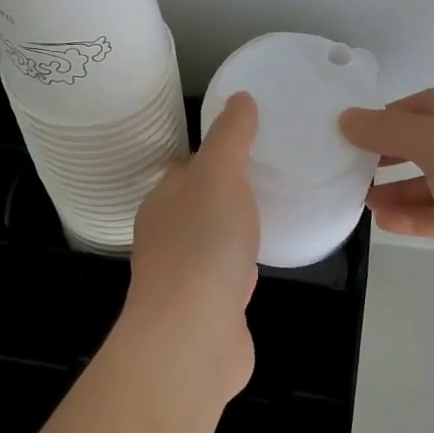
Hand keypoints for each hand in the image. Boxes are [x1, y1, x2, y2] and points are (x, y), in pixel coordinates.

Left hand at [126, 92, 260, 400]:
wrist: (194, 334)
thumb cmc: (203, 244)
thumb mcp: (219, 175)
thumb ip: (230, 137)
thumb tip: (239, 98)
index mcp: (162, 200)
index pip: (186, 167)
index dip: (215, 153)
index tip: (249, 143)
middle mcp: (165, 235)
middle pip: (197, 203)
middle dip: (225, 191)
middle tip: (270, 175)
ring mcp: (183, 276)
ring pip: (211, 239)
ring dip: (233, 228)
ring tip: (271, 213)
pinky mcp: (205, 308)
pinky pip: (226, 274)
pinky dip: (242, 264)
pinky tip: (263, 261)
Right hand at [340, 87, 433, 312]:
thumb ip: (390, 131)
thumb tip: (346, 117)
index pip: (425, 103)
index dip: (387, 116)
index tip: (349, 133)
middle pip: (429, 142)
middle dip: (389, 154)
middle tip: (349, 167)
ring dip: (398, 189)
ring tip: (359, 199)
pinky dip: (417, 215)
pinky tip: (385, 222)